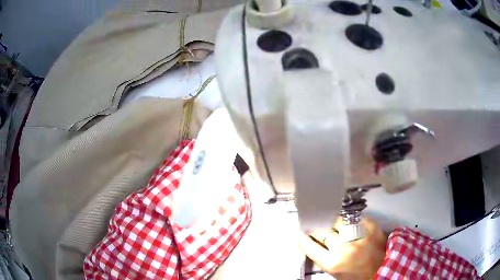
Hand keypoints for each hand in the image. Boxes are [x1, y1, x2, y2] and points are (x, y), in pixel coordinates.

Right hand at [298, 218, 386, 279]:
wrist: (382, 270)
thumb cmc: (355, 276)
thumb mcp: (335, 272)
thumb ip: (324, 257)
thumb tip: (314, 243)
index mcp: (333, 263)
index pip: (309, 246)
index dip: (302, 238)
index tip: (299, 232)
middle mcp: (344, 248)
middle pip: (322, 231)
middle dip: (316, 228)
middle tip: (315, 225)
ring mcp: (359, 235)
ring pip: (338, 220)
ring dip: (333, 222)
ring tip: (333, 223)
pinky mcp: (371, 227)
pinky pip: (355, 218)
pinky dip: (350, 220)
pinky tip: (350, 224)